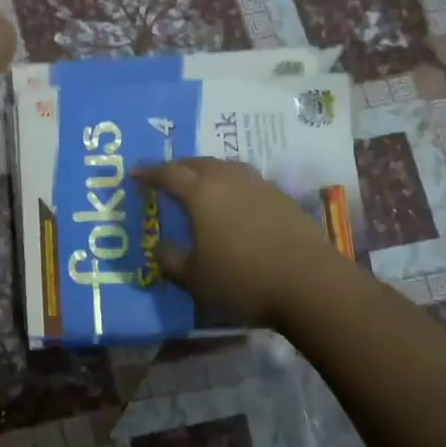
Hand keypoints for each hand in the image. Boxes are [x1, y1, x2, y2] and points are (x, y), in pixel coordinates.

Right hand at [136, 157, 349, 327]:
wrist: (310, 283)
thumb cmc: (243, 279)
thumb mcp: (195, 279)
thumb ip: (172, 261)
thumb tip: (160, 247)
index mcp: (201, 193)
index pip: (168, 173)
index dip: (149, 172)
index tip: (134, 174)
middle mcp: (228, 179)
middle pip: (197, 163)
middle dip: (177, 167)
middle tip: (165, 177)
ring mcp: (259, 185)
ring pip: (225, 167)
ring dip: (207, 172)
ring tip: (200, 186)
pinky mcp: (282, 197)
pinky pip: (247, 181)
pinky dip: (232, 185)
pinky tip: (234, 204)